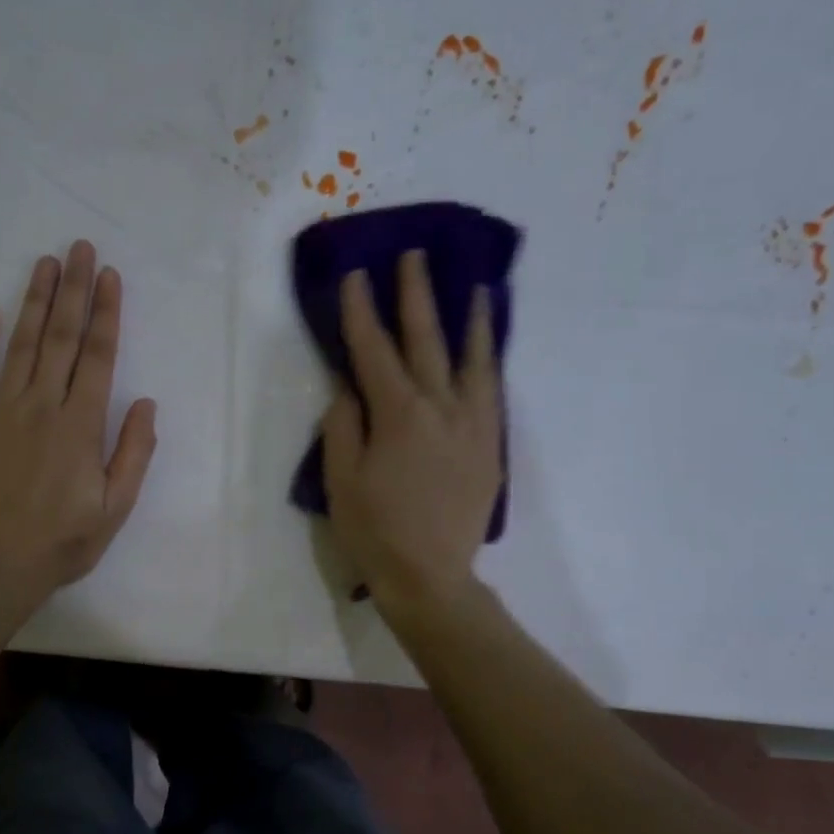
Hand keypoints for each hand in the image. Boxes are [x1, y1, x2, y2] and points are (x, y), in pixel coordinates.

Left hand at [0, 240, 157, 602]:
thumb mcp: (115, 508)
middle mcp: (43, 406)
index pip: (99, 357)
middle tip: (80, 247)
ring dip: (36, 301)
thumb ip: (133, 453)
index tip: (110, 276)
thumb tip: (145, 403)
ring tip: (46, 264)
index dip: (107, 314)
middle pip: (63, 339)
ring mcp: (1, 411)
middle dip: (75, 291)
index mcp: (81, 426)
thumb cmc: (62, 542)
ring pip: (22, 345)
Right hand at [321, 248, 501, 612]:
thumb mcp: (341, 481)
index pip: (373, 351)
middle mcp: (441, 408)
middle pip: (426, 340)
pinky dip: (489, 362)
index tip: (355, 277)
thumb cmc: (375, 532)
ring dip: (471, 319)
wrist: (430, 577)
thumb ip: (343, 427)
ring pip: (473, 360)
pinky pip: (492, 392)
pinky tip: (487, 350)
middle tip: (413, 257)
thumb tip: (348, 388)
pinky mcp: (490, 446)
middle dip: (416, 296)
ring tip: (476, 287)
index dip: (360, 312)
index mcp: (398, 415)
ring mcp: (472, 425)